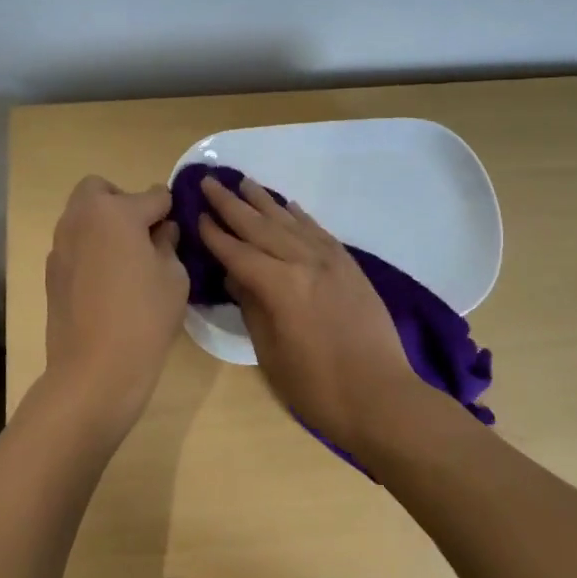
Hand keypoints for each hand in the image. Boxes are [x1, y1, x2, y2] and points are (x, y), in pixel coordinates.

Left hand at [43, 176, 188, 439]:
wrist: (95, 369)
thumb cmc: (145, 317)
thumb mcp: (174, 276)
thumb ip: (168, 243)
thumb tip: (162, 231)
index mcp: (115, 212)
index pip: (154, 196)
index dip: (171, 211)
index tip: (179, 229)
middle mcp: (81, 219)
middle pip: (101, 190)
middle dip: (124, 202)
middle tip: (144, 235)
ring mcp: (60, 245)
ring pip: (83, 216)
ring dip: (105, 225)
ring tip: (128, 261)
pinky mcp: (51, 272)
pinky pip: (75, 245)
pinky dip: (91, 250)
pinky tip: (108, 284)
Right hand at [196, 175, 420, 450]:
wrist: (380, 395)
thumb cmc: (316, 387)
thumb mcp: (271, 352)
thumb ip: (252, 307)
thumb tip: (236, 276)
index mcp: (281, 286)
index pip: (238, 252)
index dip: (215, 234)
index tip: (196, 214)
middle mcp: (305, 263)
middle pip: (261, 227)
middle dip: (232, 205)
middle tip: (209, 182)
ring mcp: (331, 261)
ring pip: (291, 223)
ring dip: (265, 202)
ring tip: (244, 183)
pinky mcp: (350, 266)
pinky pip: (320, 232)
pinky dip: (301, 217)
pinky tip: (289, 206)